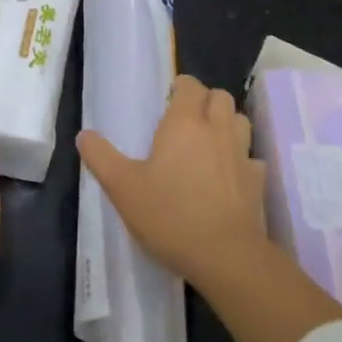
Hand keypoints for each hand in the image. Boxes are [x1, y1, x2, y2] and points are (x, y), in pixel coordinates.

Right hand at [77, 75, 267, 289]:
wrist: (225, 255)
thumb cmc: (169, 215)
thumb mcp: (123, 188)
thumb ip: (101, 157)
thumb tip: (83, 135)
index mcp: (184, 123)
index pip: (190, 85)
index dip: (181, 86)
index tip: (169, 99)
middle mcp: (217, 130)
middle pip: (220, 96)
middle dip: (206, 100)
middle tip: (187, 119)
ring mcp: (242, 154)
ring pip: (240, 121)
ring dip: (227, 123)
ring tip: (210, 141)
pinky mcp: (258, 181)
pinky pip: (252, 158)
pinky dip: (242, 159)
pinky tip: (230, 175)